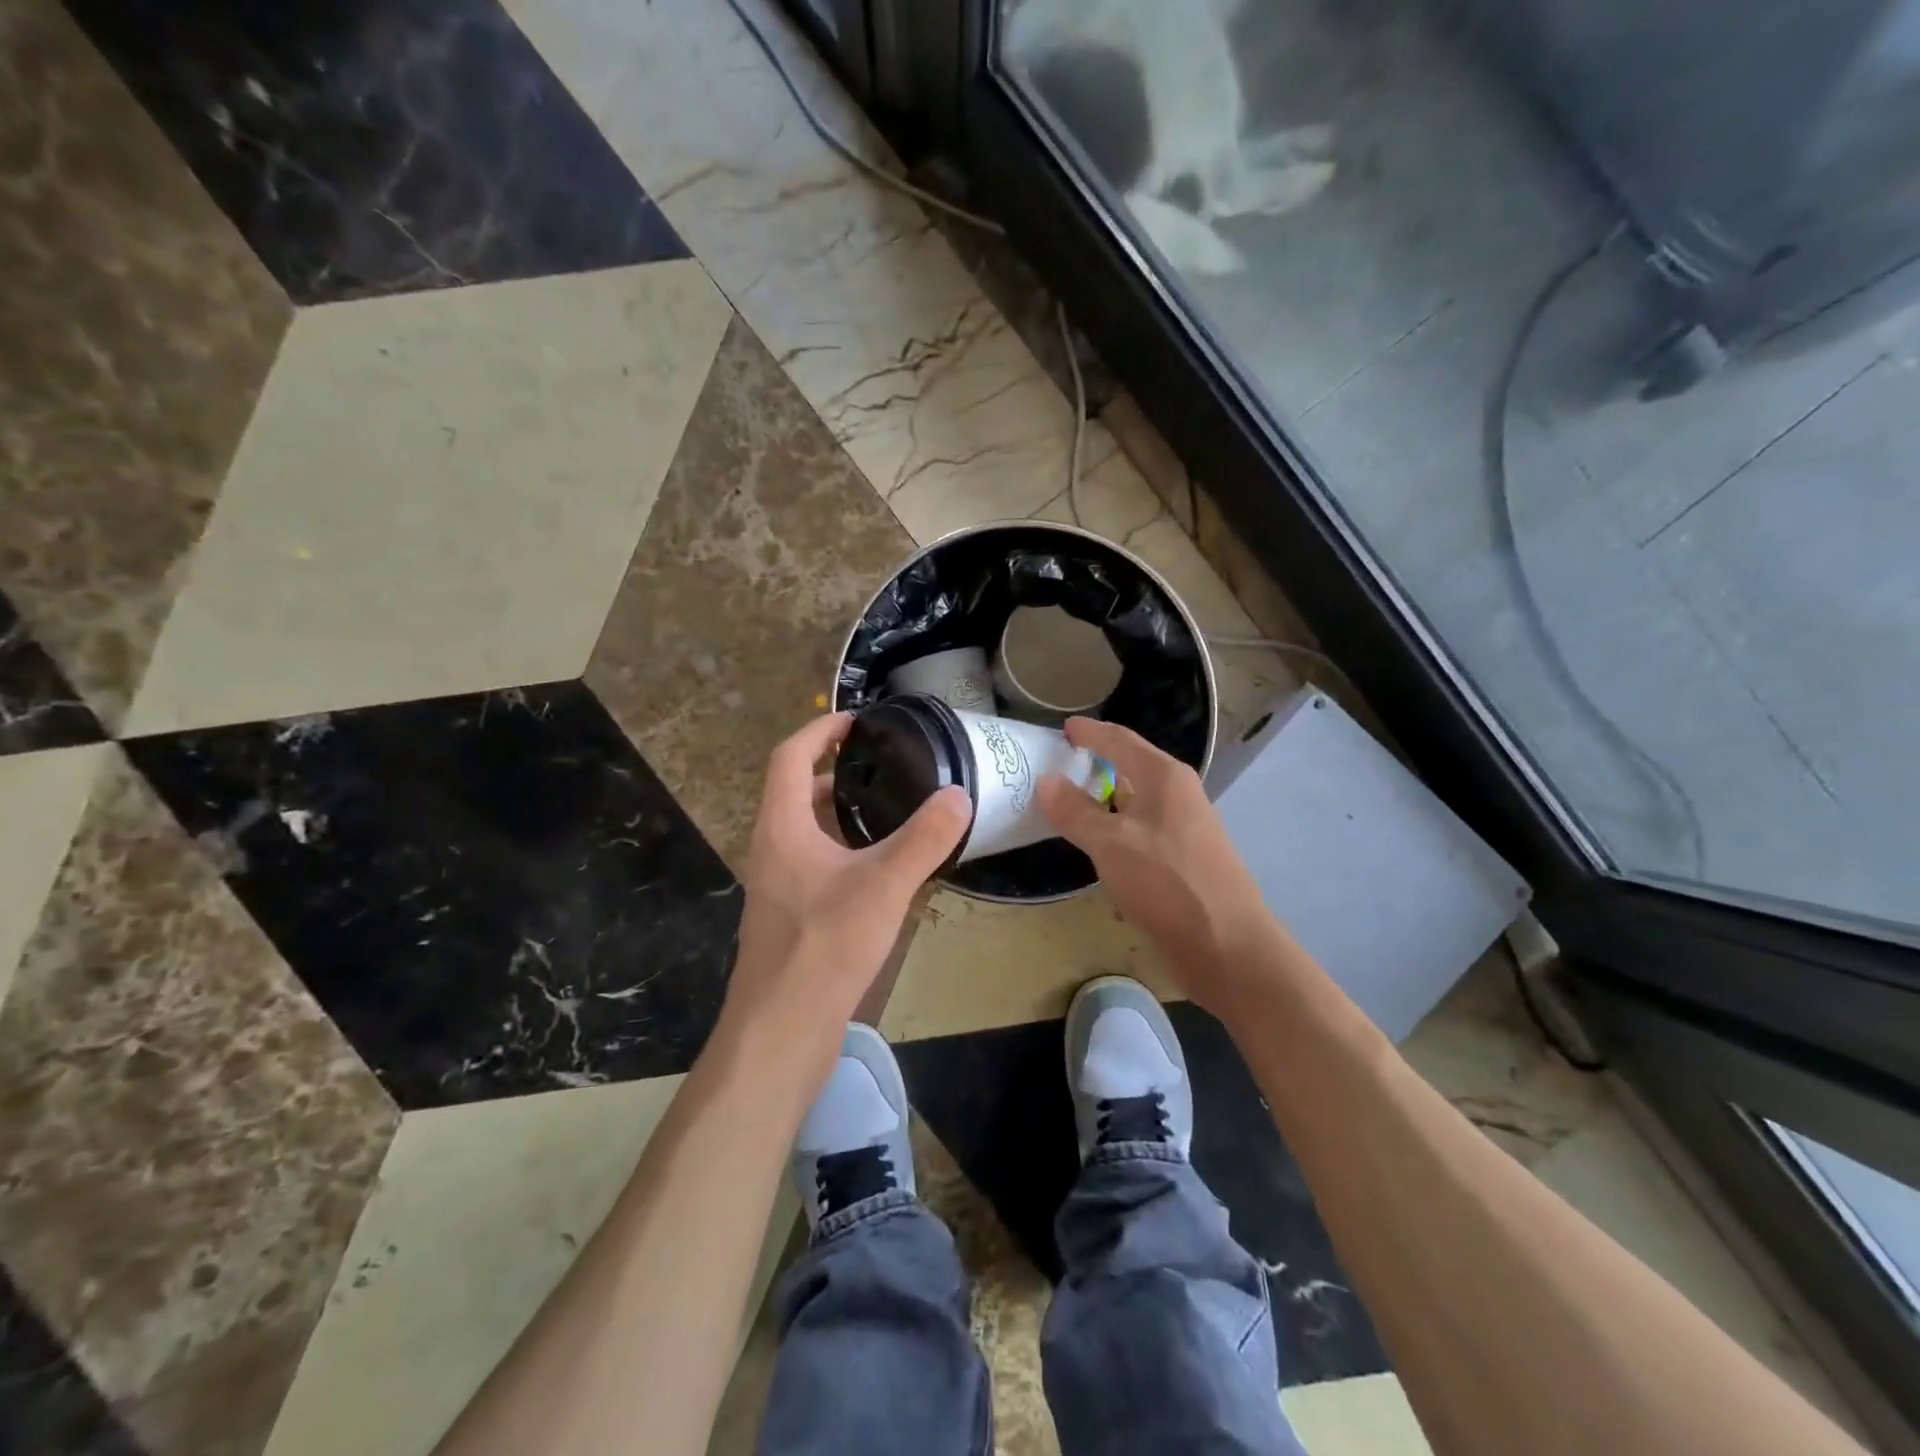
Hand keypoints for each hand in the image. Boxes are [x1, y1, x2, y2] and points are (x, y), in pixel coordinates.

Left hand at [722, 714, 970, 1058]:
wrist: (781, 1029)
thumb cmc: (825, 946)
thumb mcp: (884, 885)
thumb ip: (924, 838)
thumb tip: (959, 794)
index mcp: (781, 827)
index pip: (790, 757)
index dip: (820, 730)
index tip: (856, 721)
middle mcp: (770, 848)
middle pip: (794, 790)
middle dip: (833, 770)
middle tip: (881, 765)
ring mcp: (776, 884)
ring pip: (804, 829)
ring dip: (837, 811)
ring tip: (887, 808)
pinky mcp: (789, 914)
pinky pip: (813, 862)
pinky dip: (841, 847)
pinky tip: (878, 867)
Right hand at [1037, 718, 1277, 1013]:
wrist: (1227, 946)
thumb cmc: (1168, 882)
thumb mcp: (1110, 843)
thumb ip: (1075, 811)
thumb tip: (1045, 780)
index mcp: (1164, 777)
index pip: (1120, 741)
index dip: (1091, 733)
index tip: (1064, 728)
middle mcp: (1179, 795)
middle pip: (1132, 767)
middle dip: (1097, 764)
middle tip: (1059, 766)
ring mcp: (1186, 829)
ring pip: (1137, 803)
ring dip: (1106, 799)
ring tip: (1069, 803)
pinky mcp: (1185, 860)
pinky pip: (1142, 831)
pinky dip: (1117, 829)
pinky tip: (1099, 846)